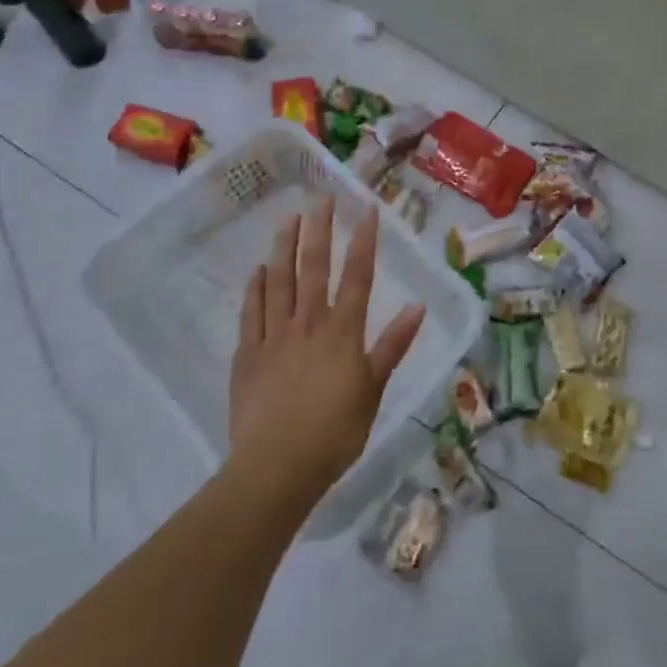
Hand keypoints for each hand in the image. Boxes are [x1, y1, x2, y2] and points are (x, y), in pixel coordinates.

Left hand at [227, 197, 425, 501]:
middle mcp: (308, 324)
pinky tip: (258, 270)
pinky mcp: (248, 355)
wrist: (277, 468)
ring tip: (288, 219)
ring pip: (279, 281)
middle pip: (314, 267)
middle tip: (320, 198)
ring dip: (284, 248)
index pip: (357, 275)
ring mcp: (274, 337)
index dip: (363, 240)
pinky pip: (252, 312)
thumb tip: (418, 306)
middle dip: (319, 230)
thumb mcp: (374, 389)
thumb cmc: (335, 432)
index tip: (365, 209)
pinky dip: (255, 288)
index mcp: (343, 331)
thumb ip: (393, 345)